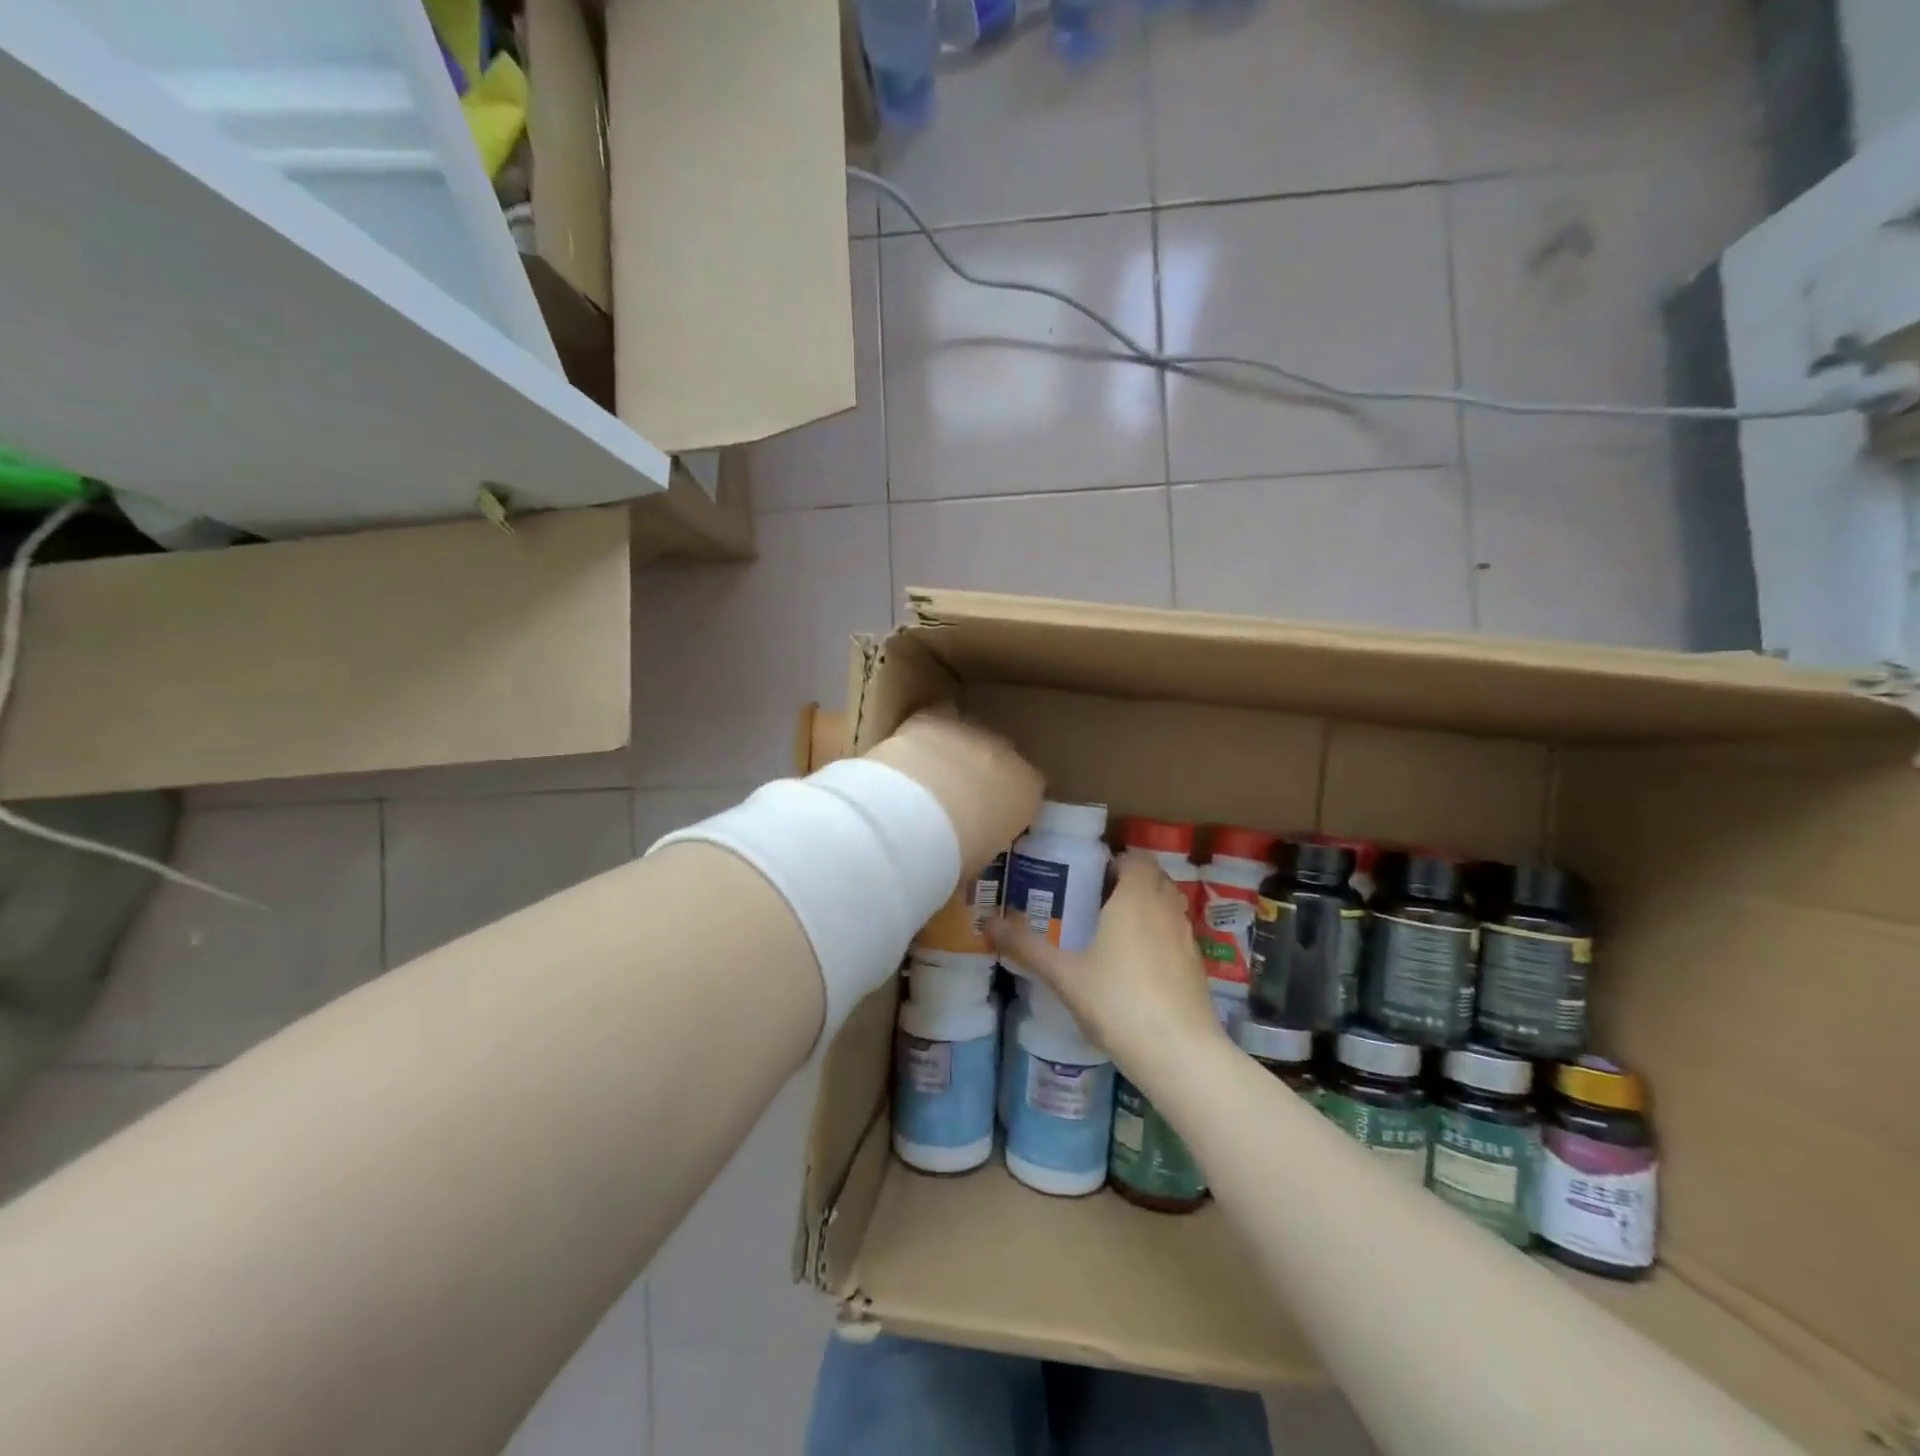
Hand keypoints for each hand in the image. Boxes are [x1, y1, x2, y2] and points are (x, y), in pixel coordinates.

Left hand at [863, 711, 1042, 878]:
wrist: (918, 815)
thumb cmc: (954, 854)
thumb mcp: (975, 863)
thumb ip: (978, 851)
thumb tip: (961, 860)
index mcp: (1027, 792)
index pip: (1027, 792)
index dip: (1004, 806)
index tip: (984, 823)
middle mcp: (1007, 755)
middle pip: (998, 760)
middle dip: (979, 776)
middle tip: (952, 805)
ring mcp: (970, 732)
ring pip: (965, 739)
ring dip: (951, 755)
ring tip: (924, 783)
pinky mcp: (933, 719)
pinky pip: (933, 723)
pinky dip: (922, 739)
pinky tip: (906, 759)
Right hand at [988, 853, 1228, 1094]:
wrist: (1179, 1053)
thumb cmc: (1118, 1002)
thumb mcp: (1064, 975)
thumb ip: (1027, 947)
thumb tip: (988, 922)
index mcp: (1135, 898)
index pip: (1135, 858)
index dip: (1115, 862)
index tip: (1089, 877)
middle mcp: (1166, 908)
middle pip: (1154, 878)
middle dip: (1129, 882)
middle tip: (1095, 901)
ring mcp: (1187, 938)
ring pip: (1168, 906)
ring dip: (1147, 907)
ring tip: (1114, 931)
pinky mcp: (1197, 966)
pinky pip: (1176, 934)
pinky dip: (1159, 936)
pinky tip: (1137, 967)